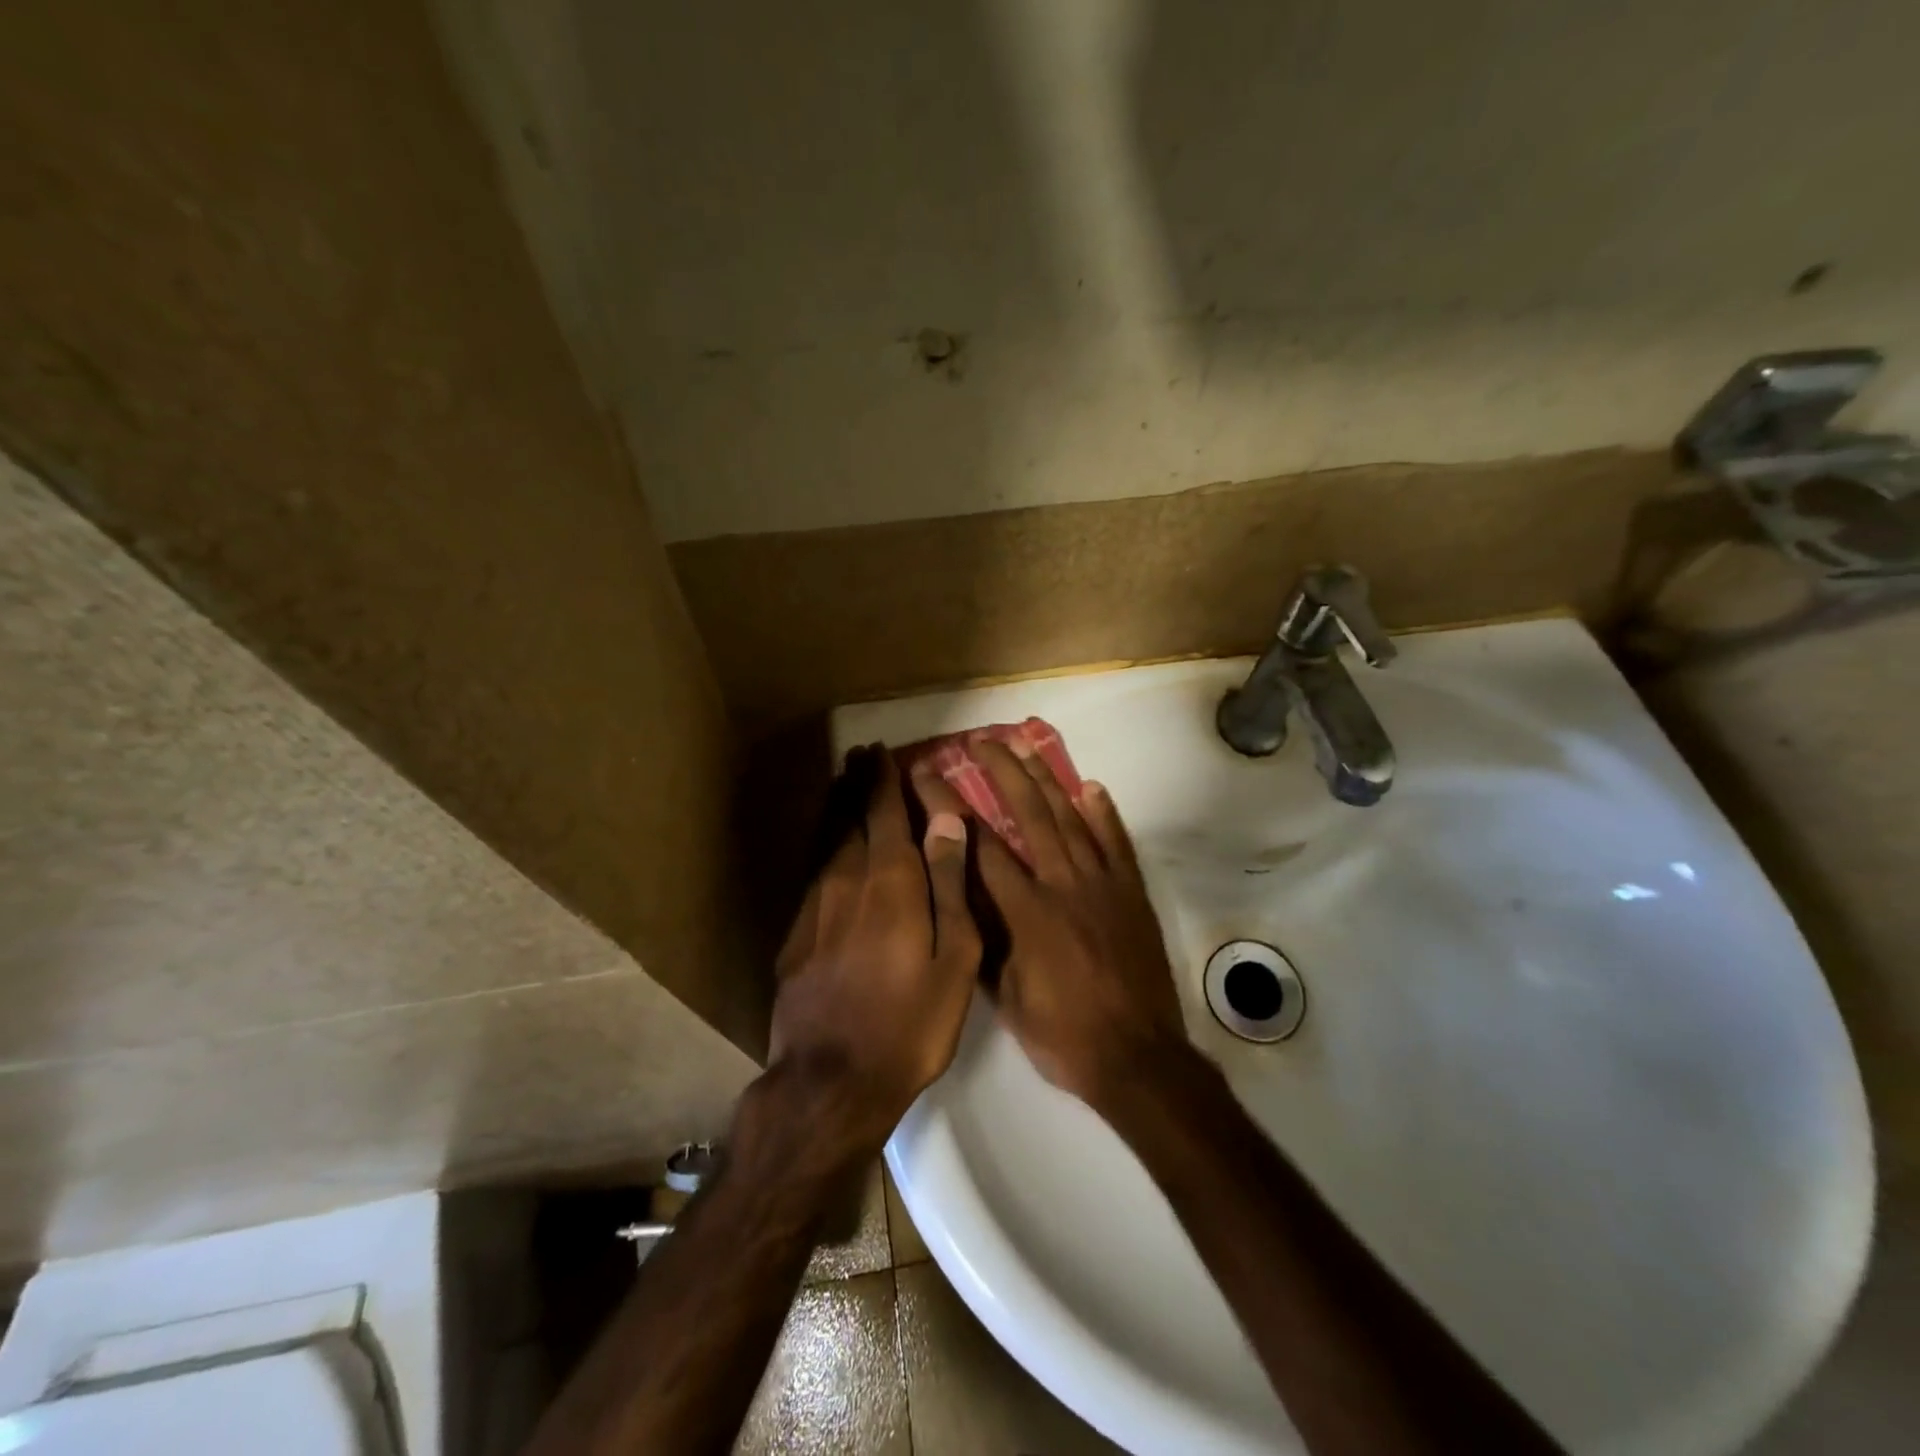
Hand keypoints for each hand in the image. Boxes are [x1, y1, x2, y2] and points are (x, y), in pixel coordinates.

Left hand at [769, 747, 980, 1156]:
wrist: (831, 1080)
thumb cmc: (911, 1022)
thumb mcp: (953, 957)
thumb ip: (950, 883)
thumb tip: (946, 819)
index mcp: (890, 881)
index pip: (884, 813)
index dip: (883, 780)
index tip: (881, 752)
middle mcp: (846, 881)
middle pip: (849, 819)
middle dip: (856, 784)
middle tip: (858, 756)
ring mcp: (814, 907)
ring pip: (826, 842)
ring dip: (835, 809)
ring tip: (840, 785)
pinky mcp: (795, 934)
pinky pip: (812, 873)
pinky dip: (822, 847)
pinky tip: (826, 849)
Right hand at [913, 738, 1184, 1110]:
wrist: (1137, 1057)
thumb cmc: (1062, 1034)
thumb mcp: (1005, 997)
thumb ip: (983, 940)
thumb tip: (960, 896)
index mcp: (1025, 911)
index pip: (979, 846)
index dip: (951, 807)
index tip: (932, 776)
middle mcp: (1062, 884)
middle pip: (1028, 814)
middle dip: (1002, 772)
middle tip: (981, 740)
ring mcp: (1102, 884)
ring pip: (1070, 819)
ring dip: (1047, 779)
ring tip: (1026, 746)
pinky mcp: (1131, 893)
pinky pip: (1117, 843)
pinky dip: (1104, 814)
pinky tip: (1091, 787)